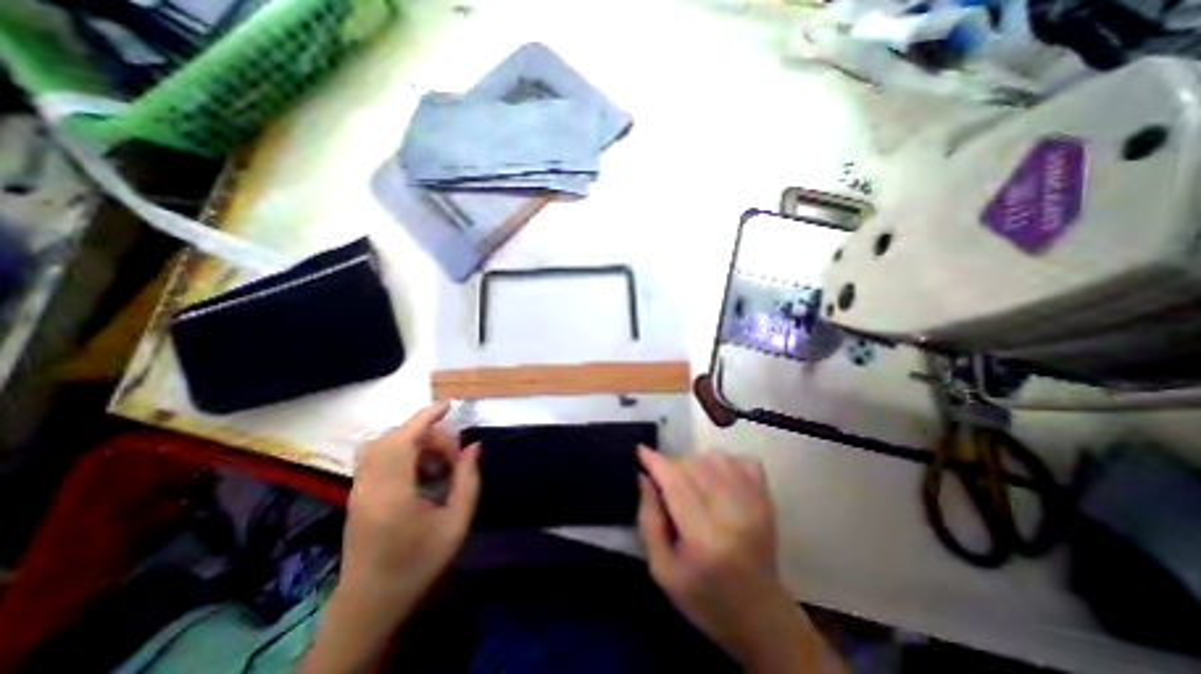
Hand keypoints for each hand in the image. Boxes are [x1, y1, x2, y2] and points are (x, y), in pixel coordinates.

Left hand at [336, 401, 479, 610]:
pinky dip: (402, 452)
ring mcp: (358, 490)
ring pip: (383, 444)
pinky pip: (378, 457)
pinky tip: (420, 473)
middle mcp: (369, 486)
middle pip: (394, 438)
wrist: (370, 604)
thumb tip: (474, 446)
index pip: (404, 440)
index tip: (449, 405)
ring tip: (436, 465)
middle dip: (428, 435)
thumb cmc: (418, 564)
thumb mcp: (456, 524)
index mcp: (393, 494)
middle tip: (451, 460)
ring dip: (414, 442)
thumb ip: (468, 480)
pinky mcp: (357, 494)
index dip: (426, 417)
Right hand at [638, 447, 842, 672]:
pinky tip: (716, 478)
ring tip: (690, 481)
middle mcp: (732, 514)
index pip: (675, 483)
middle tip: (663, 480)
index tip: (640, 450)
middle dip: (671, 465)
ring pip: (715, 457)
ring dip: (695, 462)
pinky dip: (724, 461)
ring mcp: (755, 503)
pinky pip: (742, 459)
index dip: (655, 462)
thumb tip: (643, 476)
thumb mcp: (662, 570)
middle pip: (693, 465)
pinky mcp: (767, 499)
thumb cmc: (703, 597)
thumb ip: (648, 520)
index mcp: (704, 538)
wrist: (760, 616)